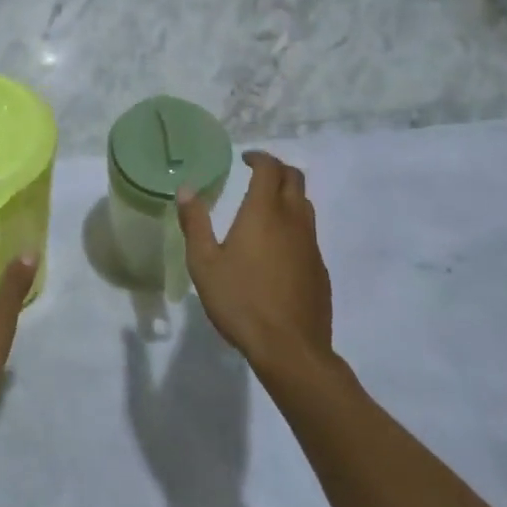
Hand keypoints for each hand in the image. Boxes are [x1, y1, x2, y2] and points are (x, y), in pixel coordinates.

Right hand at [178, 151, 331, 376]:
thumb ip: (195, 223)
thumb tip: (186, 189)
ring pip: (305, 205)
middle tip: (258, 175)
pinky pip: (309, 234)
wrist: (290, 348)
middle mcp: (293, 220)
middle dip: (278, 170)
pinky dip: (295, 226)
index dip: (259, 157)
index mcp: (264, 212)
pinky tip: (278, 249)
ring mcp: (311, 244)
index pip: (270, 168)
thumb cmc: (241, 300)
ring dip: (288, 196)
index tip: (245, 159)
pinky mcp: (320, 268)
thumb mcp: (204, 263)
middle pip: (295, 179)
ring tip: (267, 209)